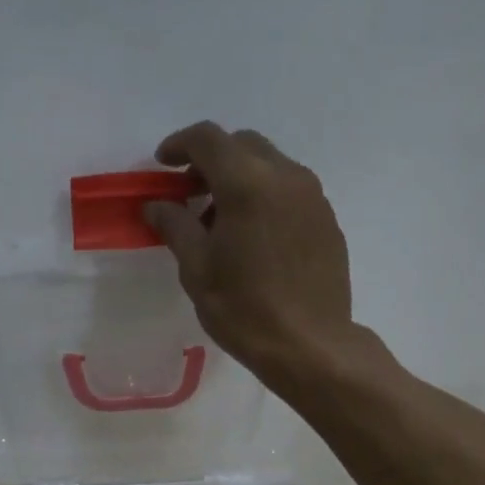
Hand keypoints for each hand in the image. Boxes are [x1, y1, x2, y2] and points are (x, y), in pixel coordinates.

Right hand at [143, 121, 361, 389]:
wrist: (310, 345)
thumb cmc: (245, 310)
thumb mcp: (197, 270)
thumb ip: (175, 226)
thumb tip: (157, 205)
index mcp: (247, 184)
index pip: (207, 139)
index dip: (179, 144)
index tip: (162, 165)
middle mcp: (286, 177)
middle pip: (242, 145)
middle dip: (211, 159)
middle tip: (189, 193)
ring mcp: (313, 196)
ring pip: (270, 165)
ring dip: (240, 177)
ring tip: (221, 221)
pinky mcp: (327, 219)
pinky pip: (290, 190)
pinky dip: (265, 196)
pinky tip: (254, 237)